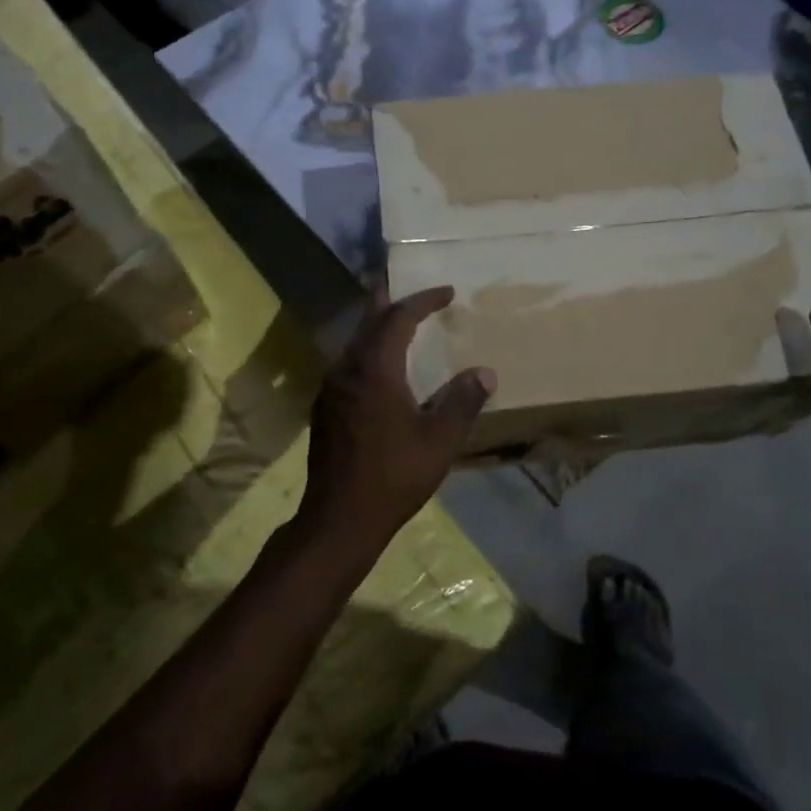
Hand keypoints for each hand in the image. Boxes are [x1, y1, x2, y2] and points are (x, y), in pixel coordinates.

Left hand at [300, 287, 495, 561]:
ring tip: (400, 324)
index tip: (448, 292)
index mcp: (376, 368)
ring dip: (378, 327)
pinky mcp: (324, 408)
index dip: (424, 300)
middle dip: (393, 302)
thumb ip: (463, 402)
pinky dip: (368, 351)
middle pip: (370, 321)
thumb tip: (485, 372)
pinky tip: (379, 369)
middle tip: (416, 294)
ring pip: (355, 342)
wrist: (340, 518)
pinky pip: (348, 363)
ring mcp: (331, 388)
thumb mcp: (440, 440)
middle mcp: (348, 369)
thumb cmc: (394, 475)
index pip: (399, 317)